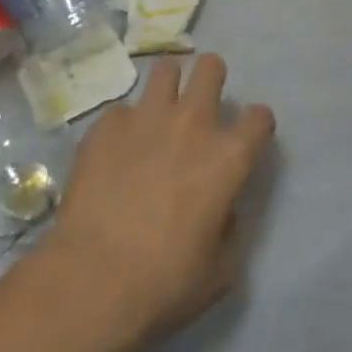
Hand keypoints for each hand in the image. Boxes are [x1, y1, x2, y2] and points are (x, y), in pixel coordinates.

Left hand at [40, 55, 274, 351]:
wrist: (92, 282)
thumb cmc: (165, 284)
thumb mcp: (220, 269)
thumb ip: (229, 226)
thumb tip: (221, 207)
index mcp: (228, 157)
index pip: (259, 116)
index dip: (256, 125)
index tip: (246, 138)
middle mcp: (193, 124)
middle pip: (211, 67)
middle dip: (210, 78)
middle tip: (200, 104)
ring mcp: (146, 118)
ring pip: (165, 70)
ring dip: (167, 87)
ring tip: (158, 112)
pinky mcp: (106, 126)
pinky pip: (121, 111)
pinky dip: (123, 126)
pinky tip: (114, 152)